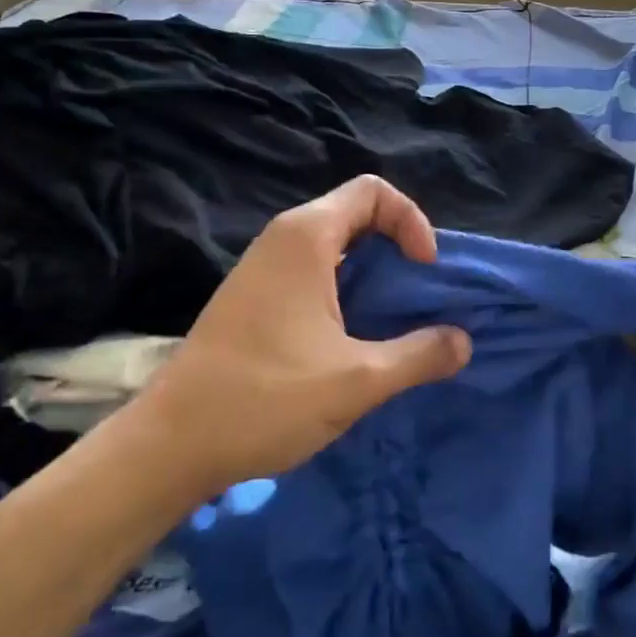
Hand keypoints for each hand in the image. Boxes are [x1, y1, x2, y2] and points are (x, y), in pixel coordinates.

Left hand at [129, 176, 471, 496]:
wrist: (171, 445)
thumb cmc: (266, 399)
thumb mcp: (359, 380)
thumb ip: (420, 355)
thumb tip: (464, 342)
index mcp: (305, 238)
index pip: (373, 191)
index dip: (412, 221)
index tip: (424, 272)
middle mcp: (282, 240)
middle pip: (356, 215)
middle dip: (397, 249)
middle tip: (417, 298)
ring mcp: (262, 270)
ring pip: (334, 248)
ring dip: (373, 276)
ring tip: (393, 323)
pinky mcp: (254, 299)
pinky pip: (313, 274)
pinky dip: (345, 292)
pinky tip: (352, 341)